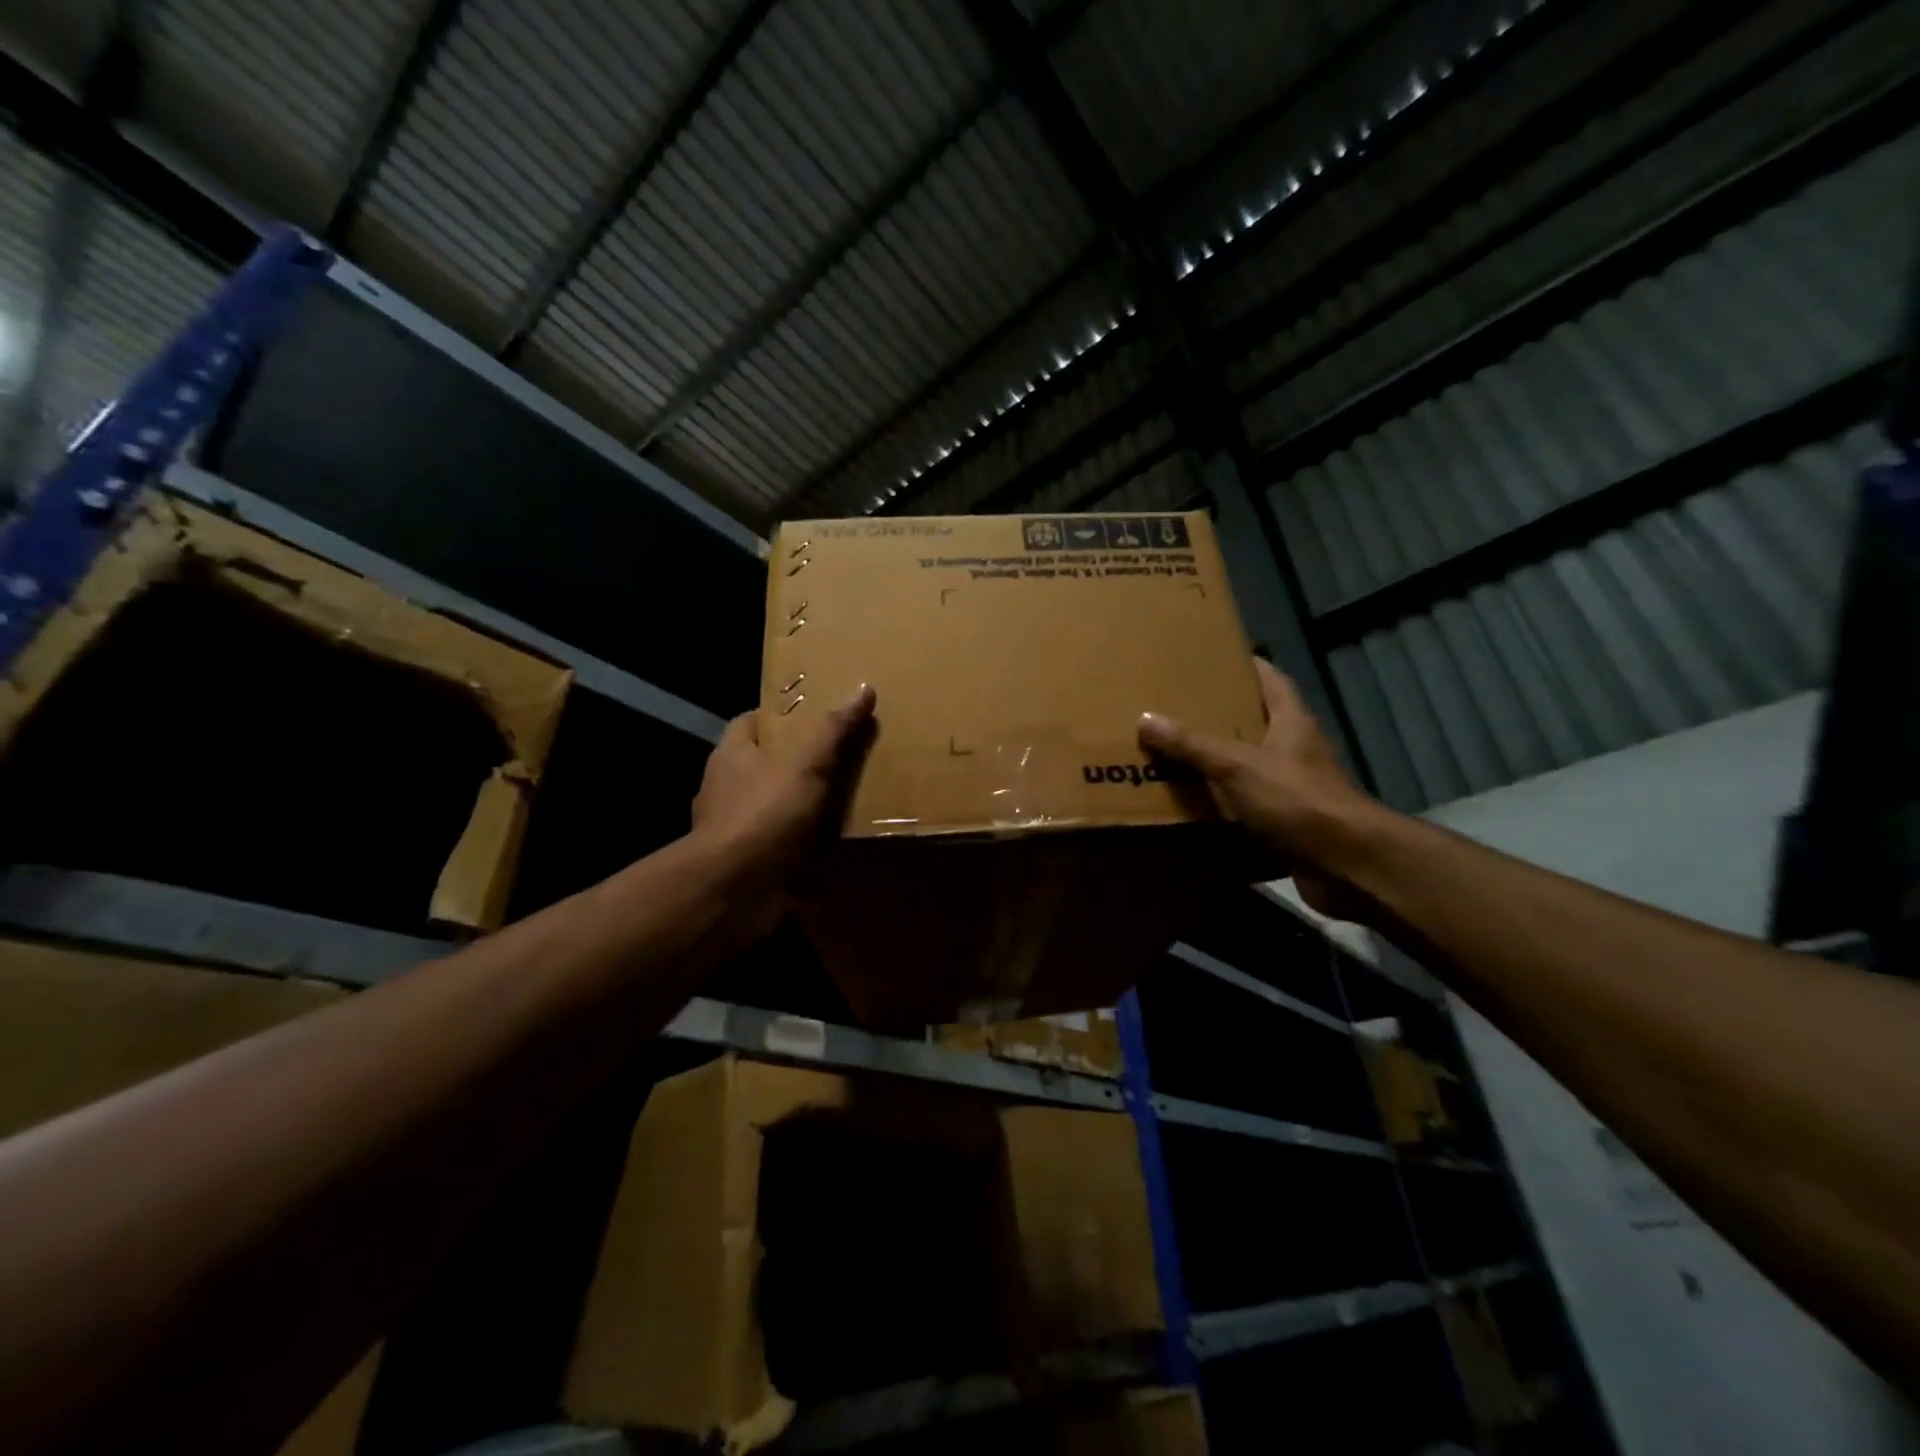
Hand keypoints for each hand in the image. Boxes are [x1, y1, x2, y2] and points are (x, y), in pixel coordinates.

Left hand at [690, 685, 876, 927]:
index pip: (750, 722)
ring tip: (848, 802)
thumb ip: (833, 730)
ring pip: (774, 808)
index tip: (816, 716)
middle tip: (844, 758)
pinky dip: (805, 847)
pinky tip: (836, 848)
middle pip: (765, 765)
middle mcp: (727, 790)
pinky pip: (782, 847)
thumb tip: (863, 687)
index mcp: (732, 756)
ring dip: (803, 809)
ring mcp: (736, 830)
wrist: (733, 891)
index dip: (781, 716)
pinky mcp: (749, 865)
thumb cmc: (764, 815)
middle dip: (799, 764)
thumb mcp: (806, 764)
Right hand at [1139, 658, 1378, 915]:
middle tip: (1179, 710)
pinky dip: (1224, 807)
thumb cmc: (1297, 799)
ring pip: (1251, 768)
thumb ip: (1192, 744)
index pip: (1272, 680)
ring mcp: (1295, 789)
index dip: (1248, 666)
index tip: (1216, 658)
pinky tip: (1194, 808)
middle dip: (1222, 718)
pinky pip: (1249, 808)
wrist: (1345, 863)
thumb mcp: (1238, 765)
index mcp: (1292, 723)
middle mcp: (1296, 751)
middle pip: (1258, 723)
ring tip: (1176, 757)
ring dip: (1220, 765)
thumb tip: (1146, 719)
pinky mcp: (1289, 823)